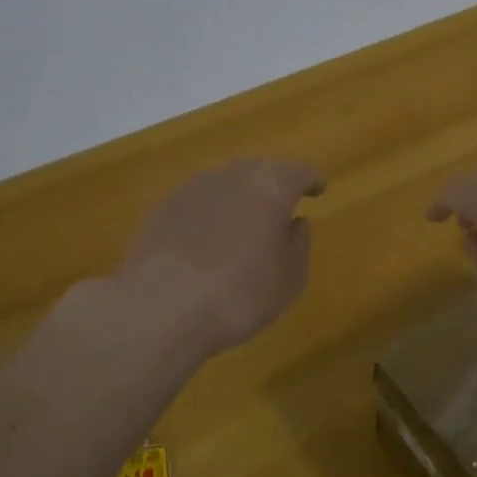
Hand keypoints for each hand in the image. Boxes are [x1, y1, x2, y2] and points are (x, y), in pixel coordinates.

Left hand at [120, 158, 324, 357]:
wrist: (159, 308)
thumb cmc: (238, 295)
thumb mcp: (289, 280)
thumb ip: (298, 245)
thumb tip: (296, 224)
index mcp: (271, 186)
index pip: (299, 170)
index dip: (311, 179)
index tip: (317, 190)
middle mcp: (233, 175)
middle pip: (260, 169)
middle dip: (273, 183)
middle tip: (281, 205)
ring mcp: (193, 186)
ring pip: (226, 181)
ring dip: (239, 196)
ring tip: (243, 222)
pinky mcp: (163, 205)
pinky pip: (198, 200)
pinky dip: (210, 211)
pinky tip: (207, 237)